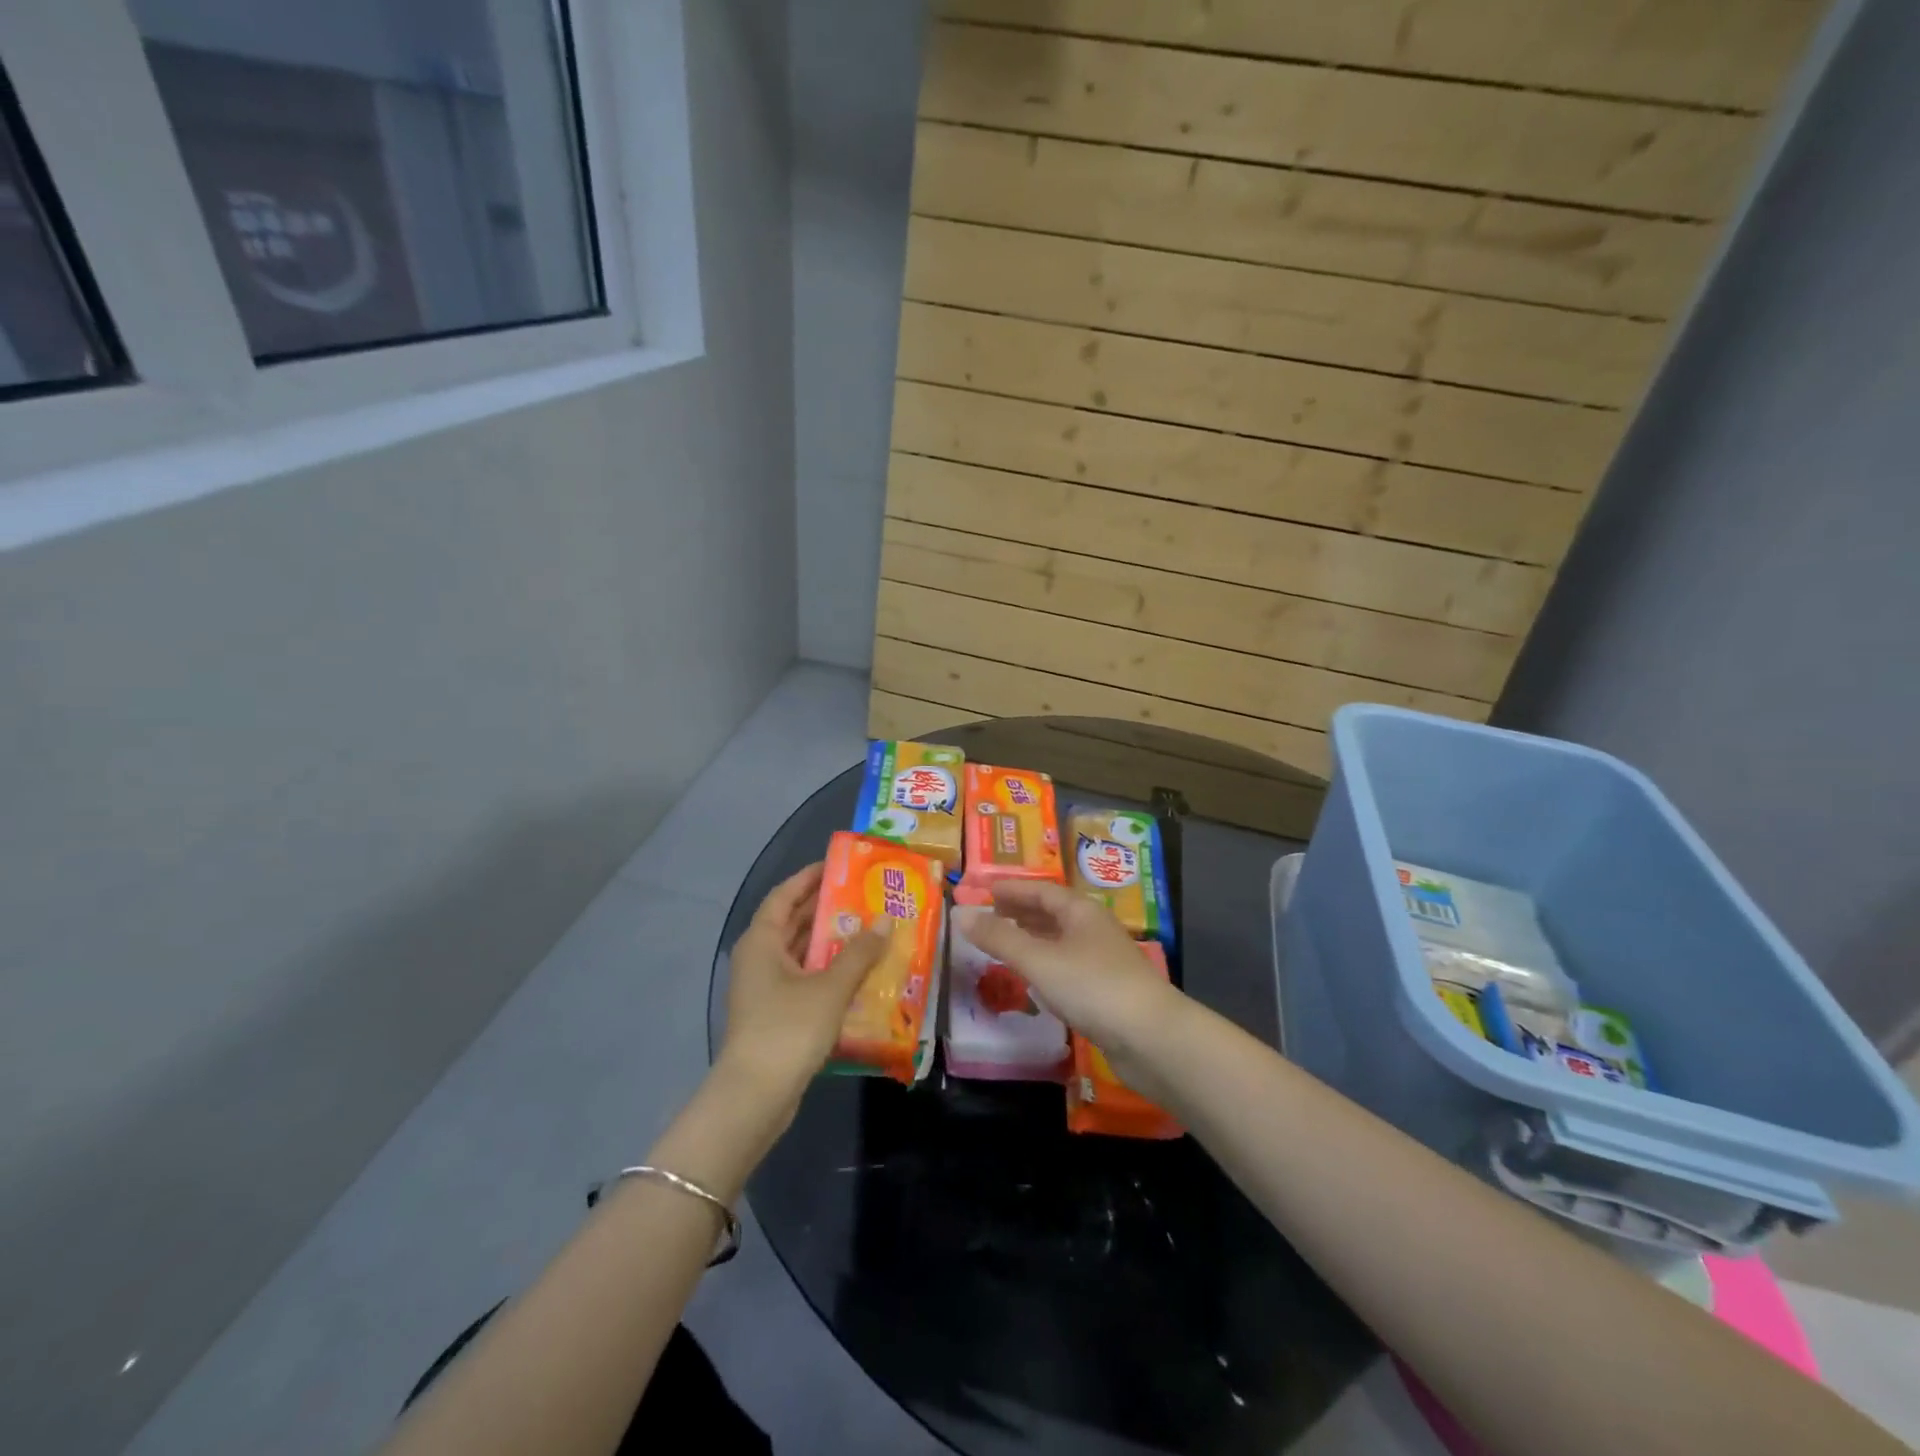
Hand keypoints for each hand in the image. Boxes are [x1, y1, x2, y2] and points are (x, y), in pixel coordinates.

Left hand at [717, 863, 892, 1112]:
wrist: (755, 1097)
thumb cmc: (788, 1029)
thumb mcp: (830, 987)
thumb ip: (860, 952)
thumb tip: (887, 918)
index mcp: (762, 941)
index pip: (785, 895)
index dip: (810, 877)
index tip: (840, 864)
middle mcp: (759, 958)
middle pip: (794, 922)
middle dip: (827, 907)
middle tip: (866, 894)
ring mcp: (765, 988)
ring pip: (801, 952)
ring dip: (832, 941)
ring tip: (871, 928)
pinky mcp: (776, 1014)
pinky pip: (805, 978)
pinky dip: (829, 970)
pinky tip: (859, 972)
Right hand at [954, 880, 1181, 1055]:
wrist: (1151, 1038)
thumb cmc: (1092, 987)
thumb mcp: (1039, 960)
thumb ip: (999, 938)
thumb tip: (959, 913)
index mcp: (1080, 911)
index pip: (1041, 890)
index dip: (1011, 889)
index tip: (983, 890)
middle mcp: (1092, 929)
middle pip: (1052, 912)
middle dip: (1020, 911)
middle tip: (988, 914)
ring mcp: (1102, 960)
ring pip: (1059, 940)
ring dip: (1031, 938)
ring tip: (1003, 941)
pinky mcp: (1105, 991)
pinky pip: (1066, 966)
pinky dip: (1044, 964)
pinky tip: (1033, 977)